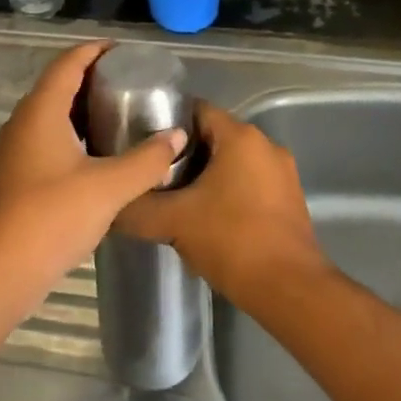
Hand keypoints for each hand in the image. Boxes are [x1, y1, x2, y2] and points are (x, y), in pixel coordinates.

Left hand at [0, 41, 185, 316]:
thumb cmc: (51, 217)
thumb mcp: (108, 187)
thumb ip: (146, 160)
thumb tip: (177, 136)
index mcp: (41, 111)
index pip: (68, 63)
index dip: (94, 50)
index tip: (124, 51)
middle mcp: (24, 123)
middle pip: (58, 85)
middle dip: (92, 78)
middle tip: (131, 82)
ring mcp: (16, 151)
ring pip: (52, 115)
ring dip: (82, 109)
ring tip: (120, 114)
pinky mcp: (17, 176)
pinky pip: (48, 139)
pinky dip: (74, 135)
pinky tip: (99, 155)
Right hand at [116, 103, 328, 305]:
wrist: (289, 290)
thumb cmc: (231, 241)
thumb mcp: (173, 222)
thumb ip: (136, 209)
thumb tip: (110, 206)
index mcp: (240, 137)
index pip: (196, 110)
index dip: (166, 124)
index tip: (142, 143)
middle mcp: (265, 145)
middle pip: (214, 137)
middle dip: (183, 154)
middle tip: (152, 175)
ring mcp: (282, 173)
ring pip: (232, 162)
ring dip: (206, 176)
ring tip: (175, 198)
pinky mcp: (290, 199)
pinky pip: (250, 183)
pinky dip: (228, 192)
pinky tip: (206, 218)